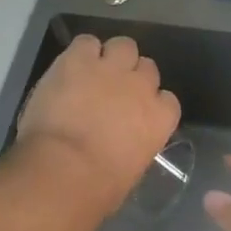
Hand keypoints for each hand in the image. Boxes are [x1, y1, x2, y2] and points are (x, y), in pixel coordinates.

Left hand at [13, 34, 180, 212]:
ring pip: (123, 45)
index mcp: (159, 118)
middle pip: (147, 67)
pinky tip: (71, 67)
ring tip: (93, 72)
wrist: (63, 170)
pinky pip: (86, 42)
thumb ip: (135, 146)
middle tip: (112, 91)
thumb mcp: (130, 171)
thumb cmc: (98, 188)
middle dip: (132, 76)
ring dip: (111, 57)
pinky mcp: (79, 58)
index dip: (151, 103)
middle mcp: (141, 86)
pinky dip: (80, 52)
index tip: (136, 113)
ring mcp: (110, 68)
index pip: (168, 100)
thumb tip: (124, 143)